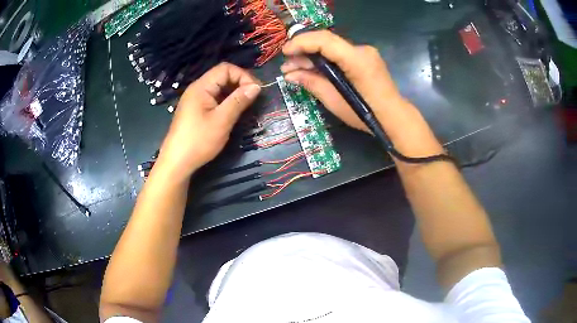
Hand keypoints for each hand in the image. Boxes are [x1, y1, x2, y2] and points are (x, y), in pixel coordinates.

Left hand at [158, 63, 260, 178]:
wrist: (177, 163)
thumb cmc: (198, 141)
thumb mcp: (222, 120)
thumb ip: (239, 101)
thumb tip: (256, 86)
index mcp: (201, 87)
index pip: (225, 68)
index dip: (243, 75)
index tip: (255, 90)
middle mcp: (197, 89)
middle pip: (222, 76)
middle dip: (240, 83)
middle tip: (254, 98)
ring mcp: (195, 100)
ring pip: (219, 88)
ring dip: (234, 93)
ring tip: (246, 106)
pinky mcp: (195, 111)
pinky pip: (214, 99)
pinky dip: (225, 102)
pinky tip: (232, 113)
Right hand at [281, 30, 443, 156]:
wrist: (393, 118)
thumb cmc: (366, 114)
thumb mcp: (335, 101)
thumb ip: (312, 83)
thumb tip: (290, 75)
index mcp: (357, 59)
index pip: (325, 40)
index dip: (301, 42)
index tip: (285, 52)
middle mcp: (362, 50)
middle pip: (327, 42)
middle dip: (303, 51)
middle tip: (287, 65)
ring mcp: (365, 53)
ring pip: (332, 48)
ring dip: (313, 57)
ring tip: (294, 69)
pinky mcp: (365, 59)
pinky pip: (340, 55)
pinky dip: (325, 60)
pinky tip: (313, 70)